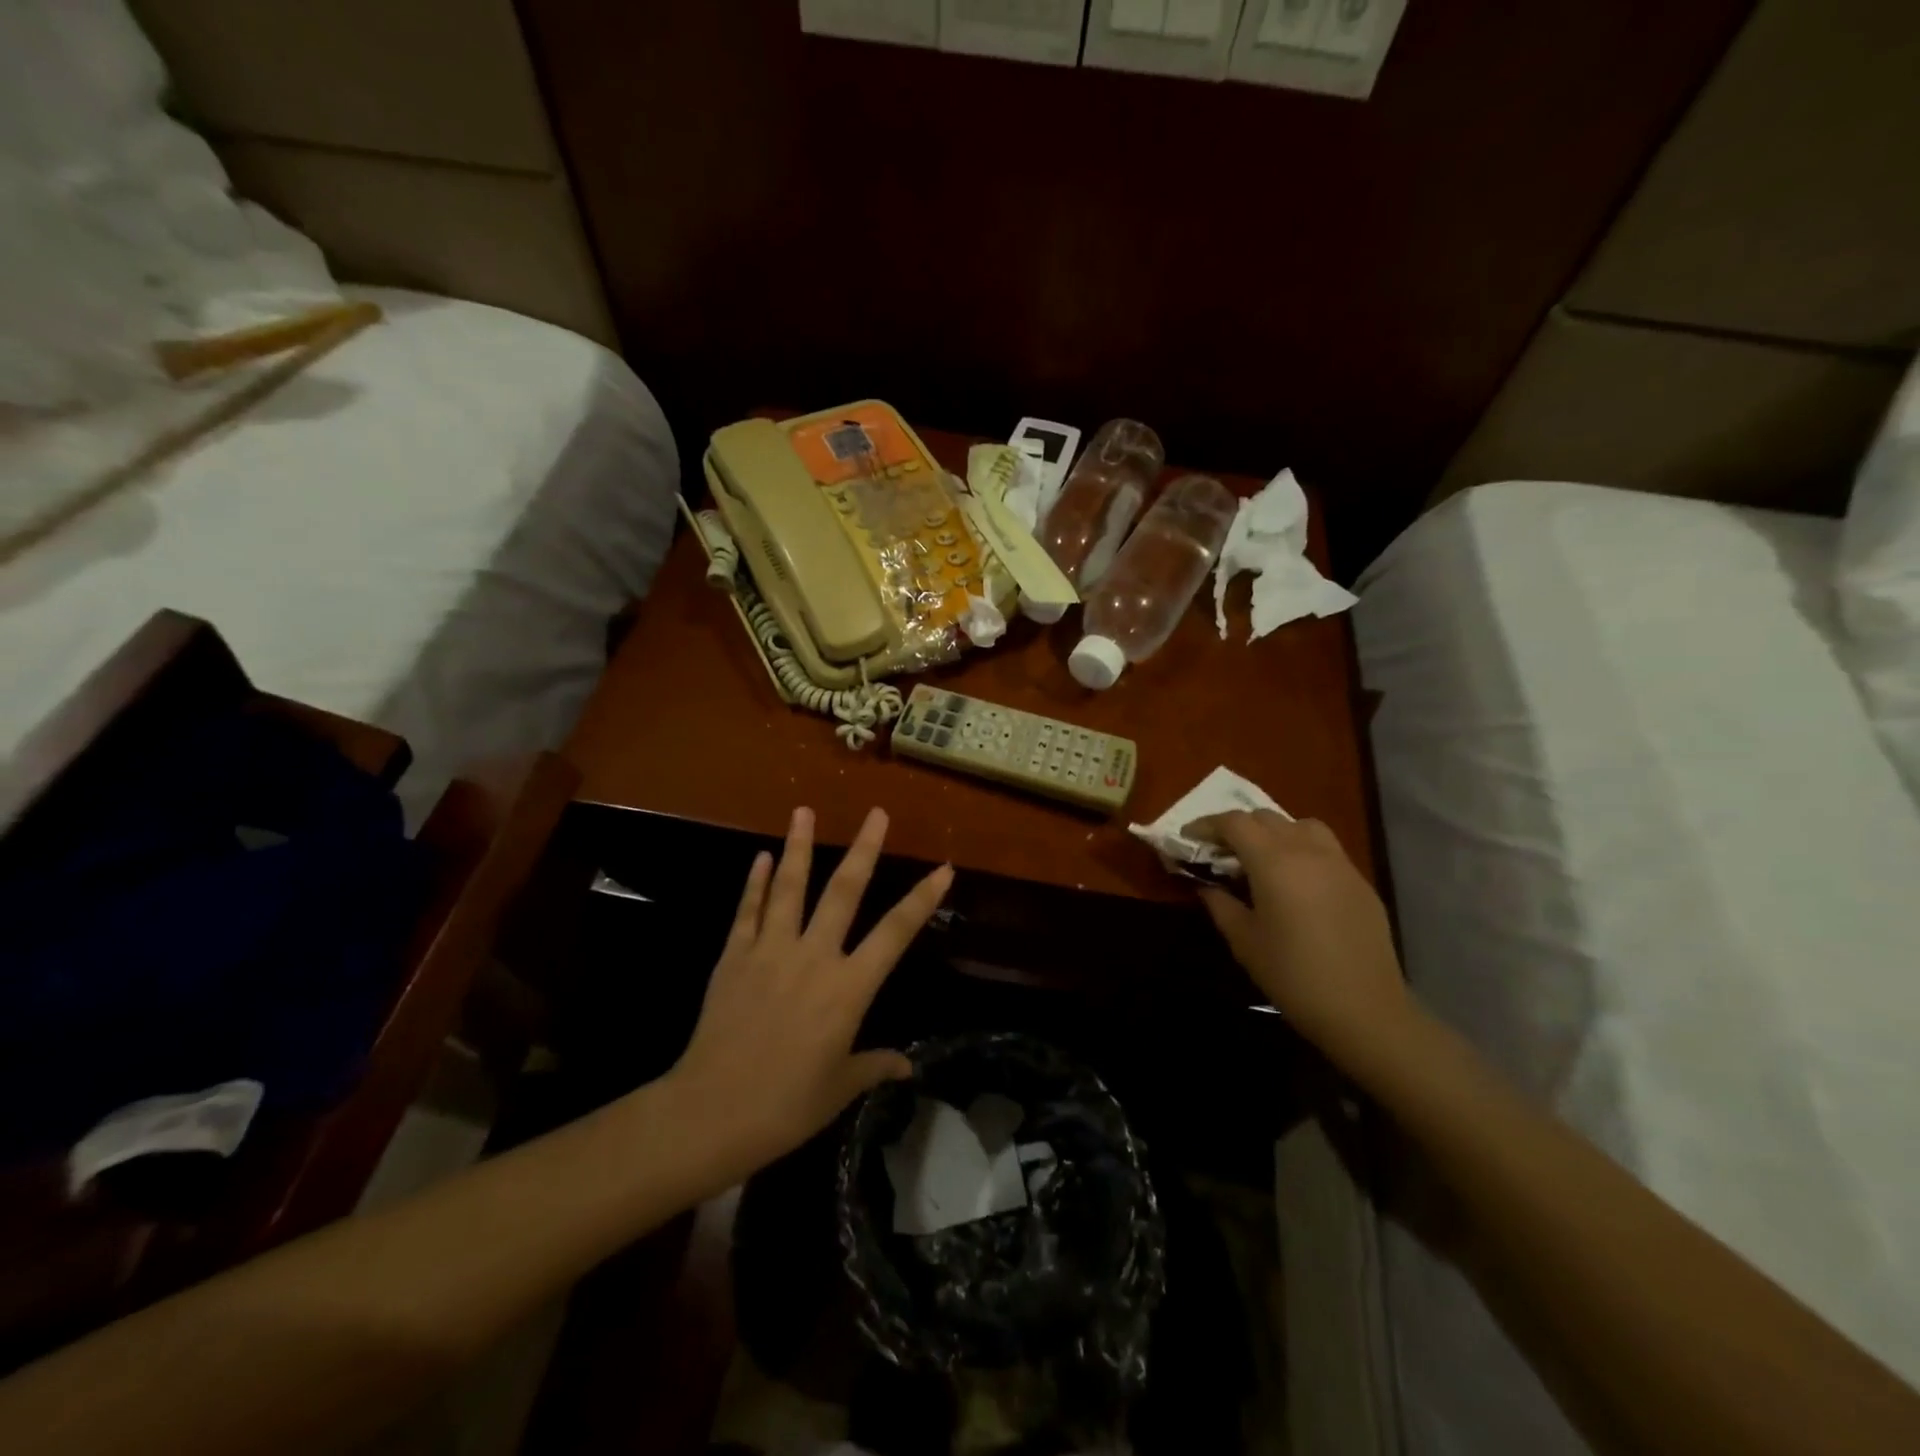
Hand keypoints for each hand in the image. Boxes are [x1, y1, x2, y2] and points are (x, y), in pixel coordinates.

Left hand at [666, 805, 951, 1172]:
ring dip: (799, 846)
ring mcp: (769, 951)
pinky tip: (760, 857)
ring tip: (803, 810)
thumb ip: (874, 1066)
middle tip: (876, 813)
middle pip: (843, 892)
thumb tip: (906, 1065)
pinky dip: (754, 883)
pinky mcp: (733, 957)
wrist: (711, 1112)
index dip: (923, 899)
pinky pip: (747, 911)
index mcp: (848, 989)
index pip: (895, 934)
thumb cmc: (785, 1106)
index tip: (944, 868)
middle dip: (864, 849)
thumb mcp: (838, 1088)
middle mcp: (813, 957)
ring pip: (789, 888)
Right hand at [1185, 811, 1408, 1059]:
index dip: (1206, 825)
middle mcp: (1307, 851)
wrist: (1365, 1010)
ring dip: (1273, 832)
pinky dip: (1300, 850)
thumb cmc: (1293, 975)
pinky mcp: (1359, 881)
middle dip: (1237, 828)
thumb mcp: (1244, 941)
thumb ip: (1220, 904)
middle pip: (1265, 818)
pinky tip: (1295, 882)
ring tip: (1260, 859)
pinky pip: (1324, 848)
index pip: (1234, 823)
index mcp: (1274, 861)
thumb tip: (1206, 885)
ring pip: (1299, 826)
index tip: (1187, 838)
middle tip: (1218, 852)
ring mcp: (1339, 863)